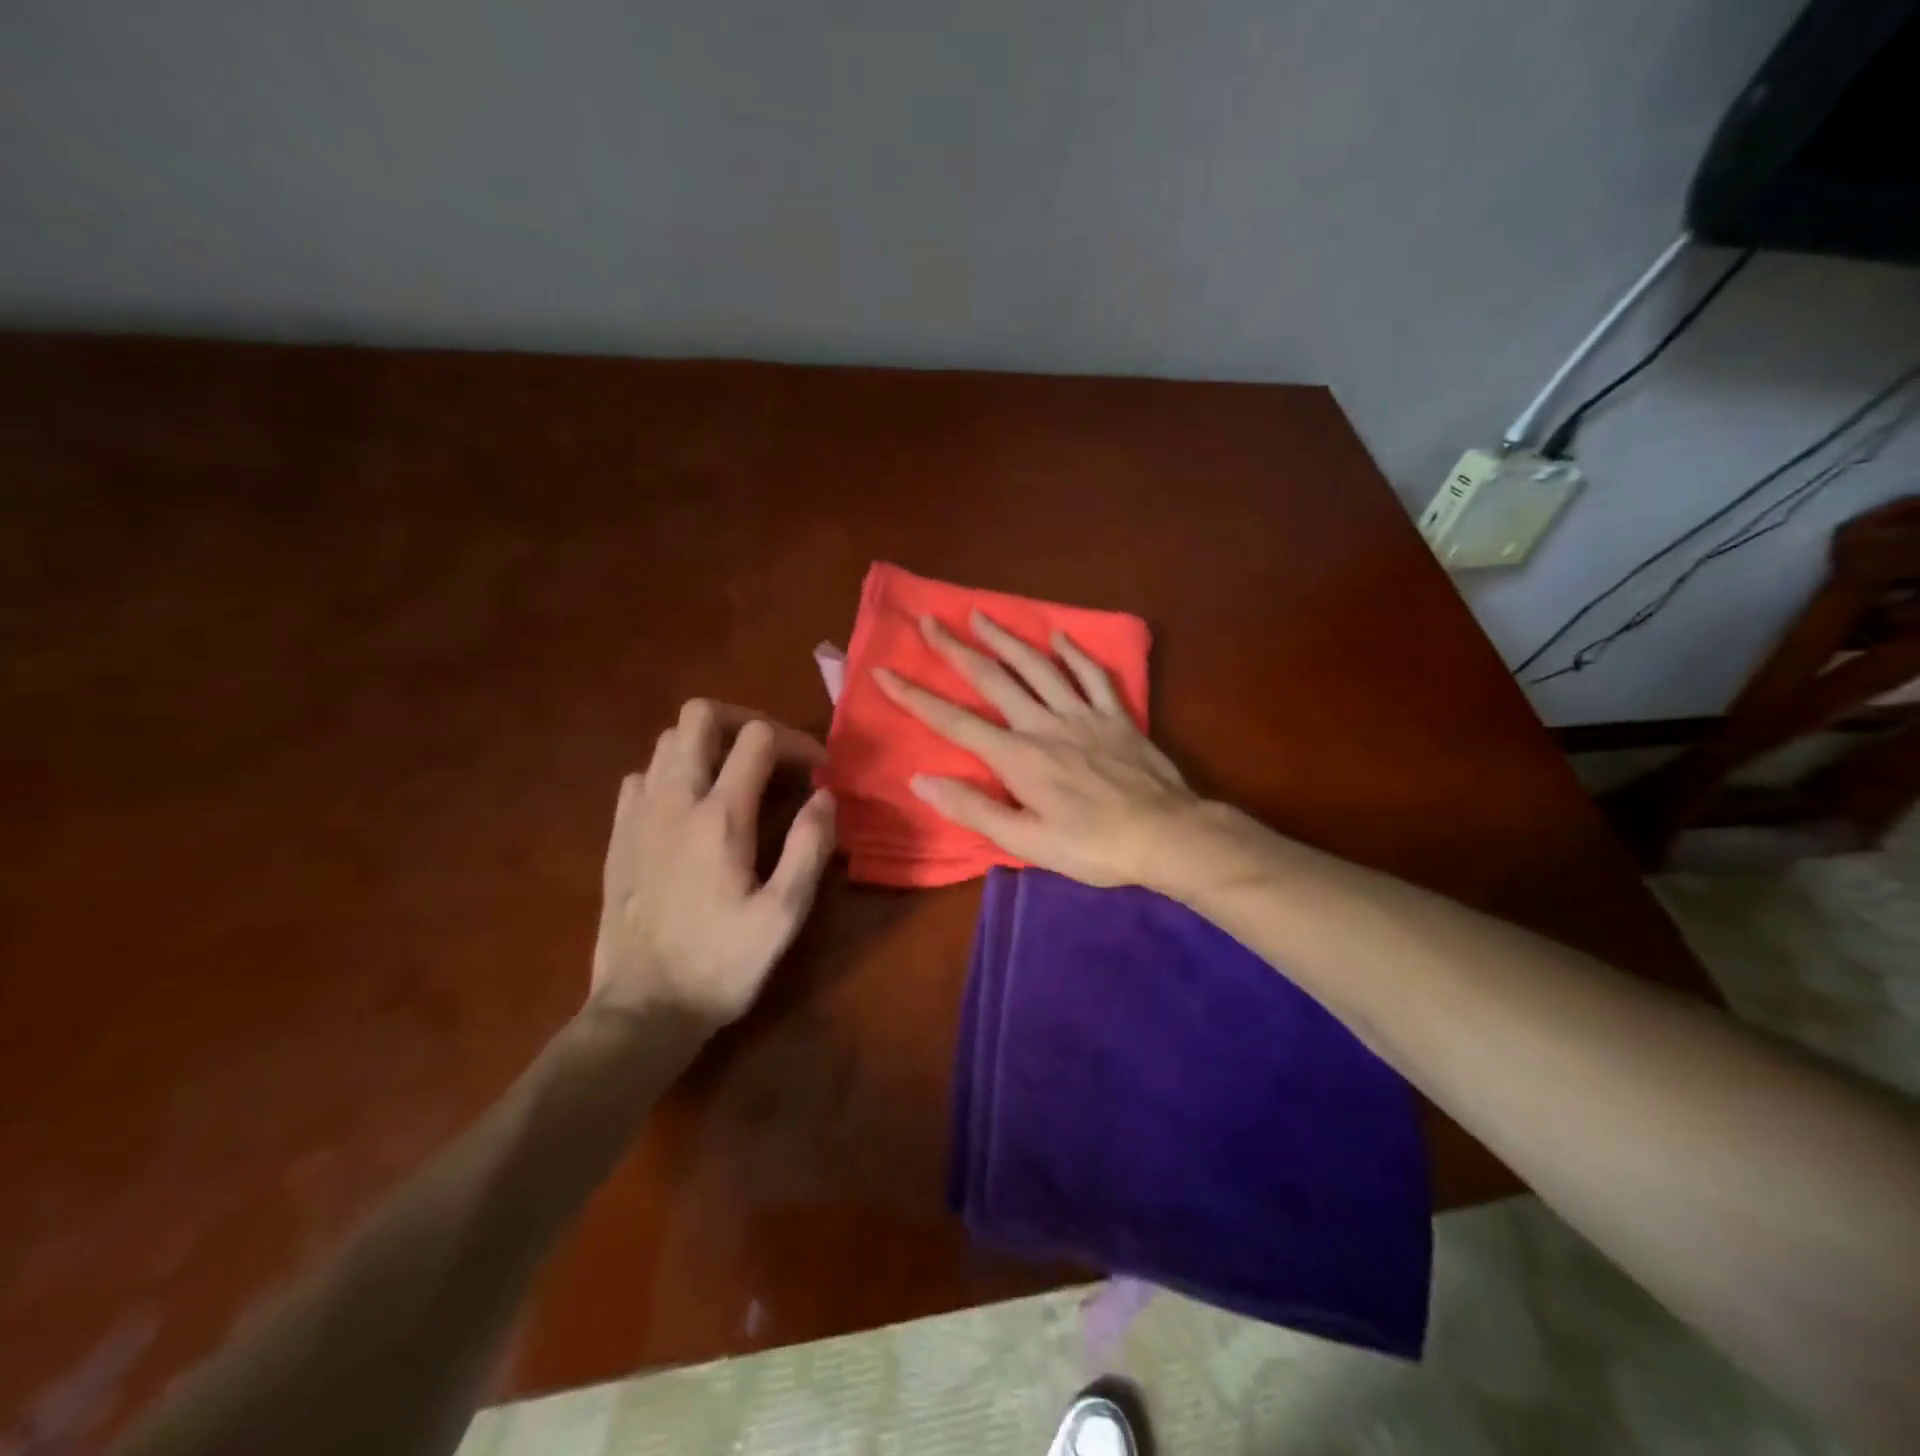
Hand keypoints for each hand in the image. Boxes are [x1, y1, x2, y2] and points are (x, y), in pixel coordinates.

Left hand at [590, 699, 836, 1027]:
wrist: (643, 1009)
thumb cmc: (722, 964)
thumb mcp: (784, 915)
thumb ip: (809, 848)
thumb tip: (825, 796)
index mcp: (721, 816)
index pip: (758, 738)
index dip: (796, 742)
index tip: (817, 772)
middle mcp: (675, 800)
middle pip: (700, 715)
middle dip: (744, 721)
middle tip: (772, 756)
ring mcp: (639, 814)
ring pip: (667, 739)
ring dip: (707, 744)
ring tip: (736, 777)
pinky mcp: (618, 835)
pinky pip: (642, 775)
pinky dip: (671, 773)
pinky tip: (690, 807)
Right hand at [874, 611, 1198, 887]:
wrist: (1166, 835)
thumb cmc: (1093, 846)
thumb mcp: (1027, 841)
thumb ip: (974, 809)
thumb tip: (921, 780)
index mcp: (1018, 758)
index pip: (955, 721)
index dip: (916, 696)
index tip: (885, 671)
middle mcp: (1044, 724)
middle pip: (993, 679)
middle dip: (957, 649)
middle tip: (931, 621)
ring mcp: (1083, 714)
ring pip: (1038, 667)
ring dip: (1007, 639)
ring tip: (981, 615)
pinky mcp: (1116, 715)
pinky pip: (1093, 675)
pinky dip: (1075, 653)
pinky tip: (1060, 636)